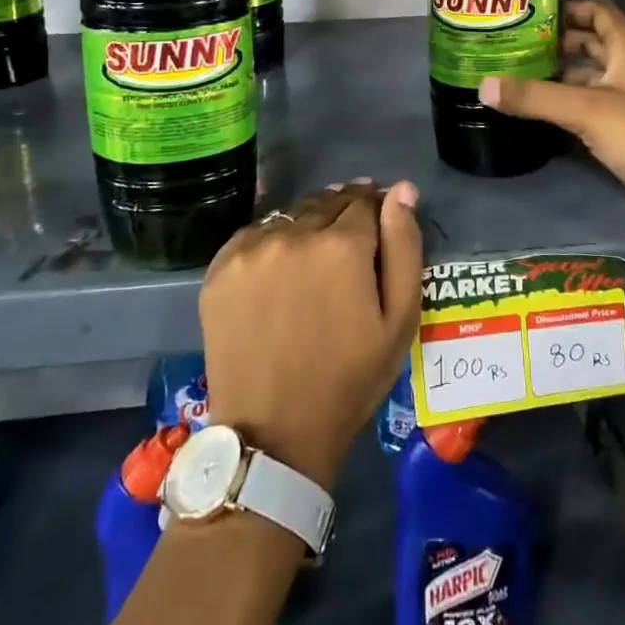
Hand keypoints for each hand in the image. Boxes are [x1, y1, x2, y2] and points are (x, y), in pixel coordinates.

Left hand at [200, 179, 422, 489]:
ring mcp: (251, 249)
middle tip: (346, 243)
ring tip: (312, 257)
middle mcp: (294, 233)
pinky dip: (271, 243)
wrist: (274, 434)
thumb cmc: (349, 379)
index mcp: (342, 245)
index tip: (376, 223)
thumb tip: (402, 189)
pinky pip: (255, 234)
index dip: (375, 209)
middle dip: (342, 213)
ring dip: (306, 225)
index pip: (364, 201)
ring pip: (290, 215)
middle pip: (326, 202)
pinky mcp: (220, 267)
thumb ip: (404, 246)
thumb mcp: (399, 320)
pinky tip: (278, 271)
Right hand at [478, 0, 624, 234]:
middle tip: (518, 45)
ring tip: (520, 74)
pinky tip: (540, 109)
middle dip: (558, 43)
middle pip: (592, 44)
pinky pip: (590, 106)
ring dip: (561, 75)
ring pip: (590, 77)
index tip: (534, 12)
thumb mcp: (583, 108)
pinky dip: (567, 103)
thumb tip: (483, 86)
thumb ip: (534, 97)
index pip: (600, 13)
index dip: (571, 7)